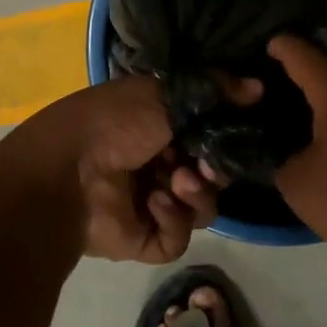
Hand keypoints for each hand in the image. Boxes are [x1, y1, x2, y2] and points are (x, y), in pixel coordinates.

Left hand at [55, 76, 221, 262]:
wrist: (67, 170)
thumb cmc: (115, 122)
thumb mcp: (164, 95)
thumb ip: (214, 92)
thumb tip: (259, 87)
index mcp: (156, 129)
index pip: (206, 138)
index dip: (222, 140)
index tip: (232, 136)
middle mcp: (156, 166)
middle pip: (209, 176)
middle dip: (213, 171)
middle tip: (204, 165)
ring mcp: (149, 204)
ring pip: (200, 209)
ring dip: (196, 195)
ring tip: (176, 182)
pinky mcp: (142, 238)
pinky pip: (177, 238)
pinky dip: (173, 221)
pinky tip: (157, 203)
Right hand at [267, 35, 326, 268]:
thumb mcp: (298, 183)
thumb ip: (279, 158)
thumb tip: (281, 151)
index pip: (299, 52)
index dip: (276, 47)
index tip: (257, 49)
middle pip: (324, 67)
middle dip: (295, 73)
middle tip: (264, 87)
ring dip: (319, 97)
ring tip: (289, 111)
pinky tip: (322, 138)